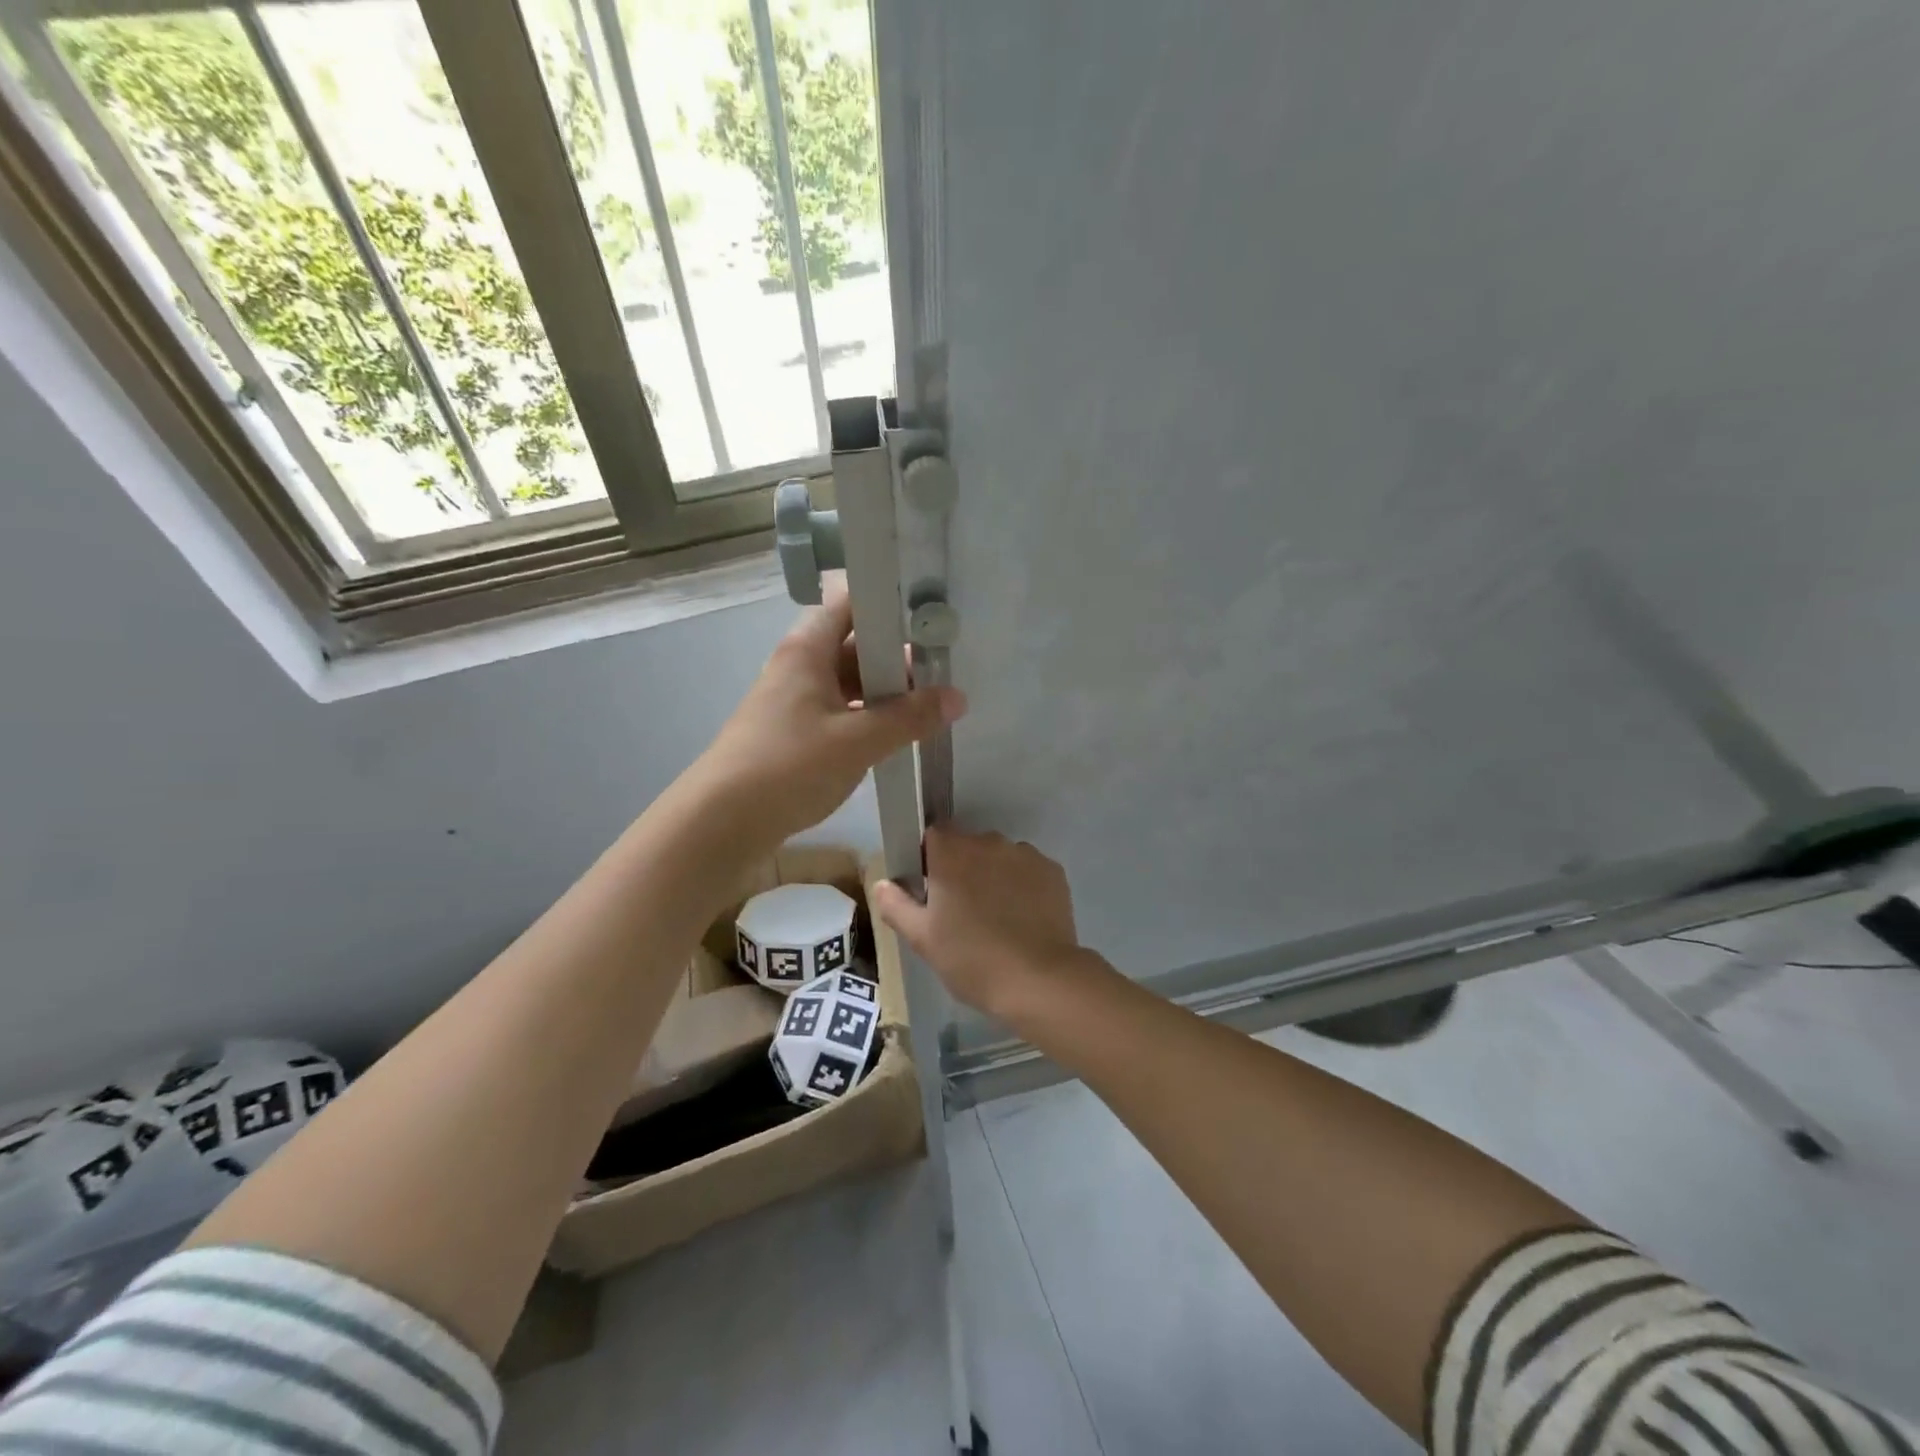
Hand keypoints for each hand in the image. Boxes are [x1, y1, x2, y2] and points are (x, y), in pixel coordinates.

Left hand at [689, 582, 964, 849]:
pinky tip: (896, 737)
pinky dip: (867, 718)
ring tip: (930, 707)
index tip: (932, 618)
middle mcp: (799, 666)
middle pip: (854, 645)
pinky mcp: (793, 733)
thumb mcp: (859, 741)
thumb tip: (957, 697)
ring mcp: (794, 700)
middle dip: (898, 658)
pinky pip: (839, 712)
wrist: (721, 821)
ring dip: (885, 693)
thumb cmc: (789, 766)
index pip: (851, 603)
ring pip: (849, 683)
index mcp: (808, 649)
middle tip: (943, 673)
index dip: (890, 604)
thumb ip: (910, 718)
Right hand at [871, 827, 1087, 1016]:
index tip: (930, 889)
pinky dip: (1022, 886)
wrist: (1039, 979)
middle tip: (960, 910)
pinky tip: (1023, 918)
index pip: (933, 835)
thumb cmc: (972, 959)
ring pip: (999, 857)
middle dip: (962, 868)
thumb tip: (881, 883)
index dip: (929, 859)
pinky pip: (1027, 870)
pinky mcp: (1053, 871)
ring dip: (993, 875)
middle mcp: (989, 842)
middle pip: (968, 845)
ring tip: (996, 917)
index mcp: (952, 852)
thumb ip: (897, 905)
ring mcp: (1025, 854)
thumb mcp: (923, 939)